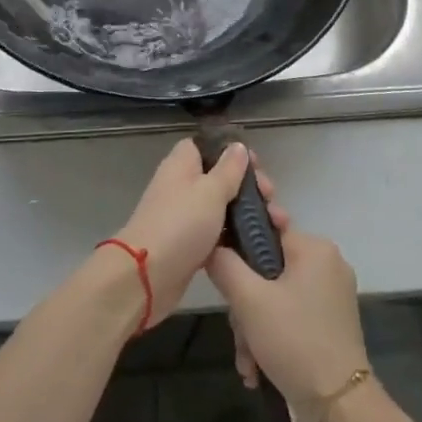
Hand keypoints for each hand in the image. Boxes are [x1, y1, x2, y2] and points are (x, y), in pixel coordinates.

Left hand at [113, 139, 286, 327]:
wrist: (147, 276)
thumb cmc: (181, 224)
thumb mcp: (211, 191)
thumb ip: (228, 169)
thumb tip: (238, 146)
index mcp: (182, 164)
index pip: (206, 146)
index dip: (231, 151)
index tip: (256, 164)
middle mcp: (181, 186)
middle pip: (218, 176)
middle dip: (246, 185)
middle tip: (269, 197)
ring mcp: (184, 216)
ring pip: (220, 206)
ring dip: (245, 212)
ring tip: (274, 222)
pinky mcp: (189, 243)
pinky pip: (216, 232)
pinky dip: (234, 236)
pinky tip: (256, 242)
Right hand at [208, 229, 366, 411]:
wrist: (341, 406)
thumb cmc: (294, 341)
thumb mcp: (249, 300)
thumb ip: (225, 265)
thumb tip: (213, 246)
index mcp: (315, 248)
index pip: (266, 229)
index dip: (239, 248)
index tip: (222, 272)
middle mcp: (328, 264)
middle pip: (268, 269)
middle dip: (245, 305)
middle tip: (238, 331)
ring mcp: (332, 295)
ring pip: (276, 297)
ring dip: (254, 328)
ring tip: (248, 362)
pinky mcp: (332, 322)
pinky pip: (292, 315)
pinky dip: (273, 337)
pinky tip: (258, 368)